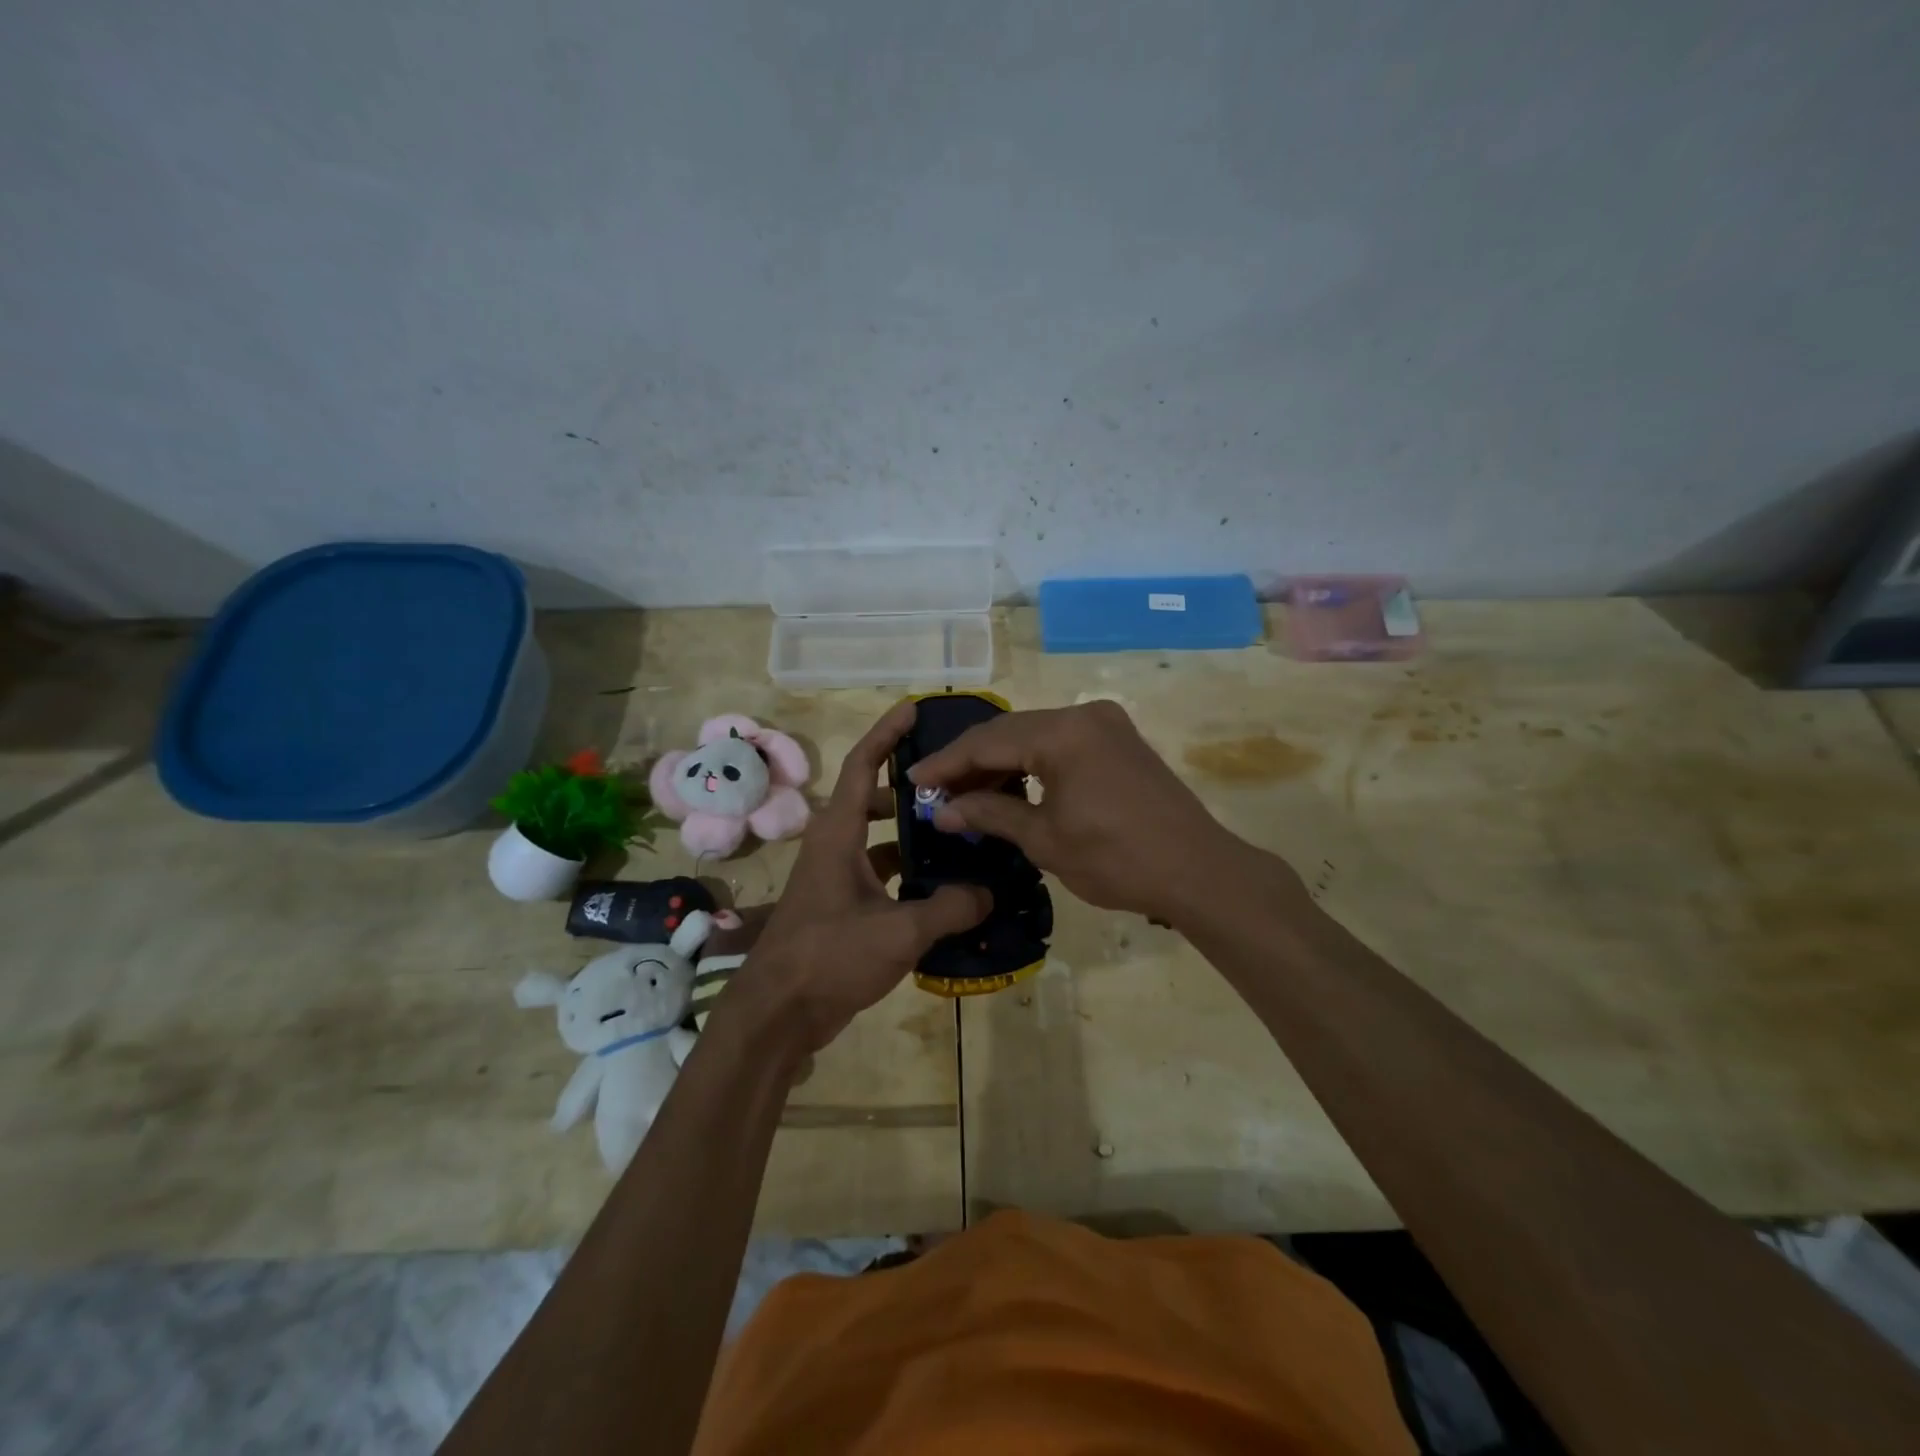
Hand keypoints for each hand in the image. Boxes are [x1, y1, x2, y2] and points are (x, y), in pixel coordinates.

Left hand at [721, 701, 991, 1055]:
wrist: (778, 1014)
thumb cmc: (829, 957)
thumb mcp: (898, 931)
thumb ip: (948, 908)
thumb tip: (988, 894)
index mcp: (838, 833)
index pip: (864, 764)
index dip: (888, 733)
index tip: (915, 709)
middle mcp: (834, 846)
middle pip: (874, 798)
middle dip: (912, 788)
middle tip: (956, 786)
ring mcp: (835, 877)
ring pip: (878, 839)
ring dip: (911, 834)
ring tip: (958, 833)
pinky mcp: (841, 906)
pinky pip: (879, 873)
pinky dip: (906, 873)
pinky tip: (941, 888)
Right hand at [910, 700, 1273, 922]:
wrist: (1198, 871)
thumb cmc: (1116, 859)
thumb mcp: (1044, 839)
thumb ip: (989, 814)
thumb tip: (941, 811)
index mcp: (1063, 732)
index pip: (987, 741)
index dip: (947, 763)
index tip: (914, 781)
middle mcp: (1083, 714)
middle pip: (1010, 732)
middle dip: (970, 762)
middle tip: (936, 791)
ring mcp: (1105, 723)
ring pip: (1034, 735)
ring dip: (1000, 762)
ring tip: (967, 794)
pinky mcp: (1119, 740)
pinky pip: (1061, 743)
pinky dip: (1032, 763)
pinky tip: (1011, 786)